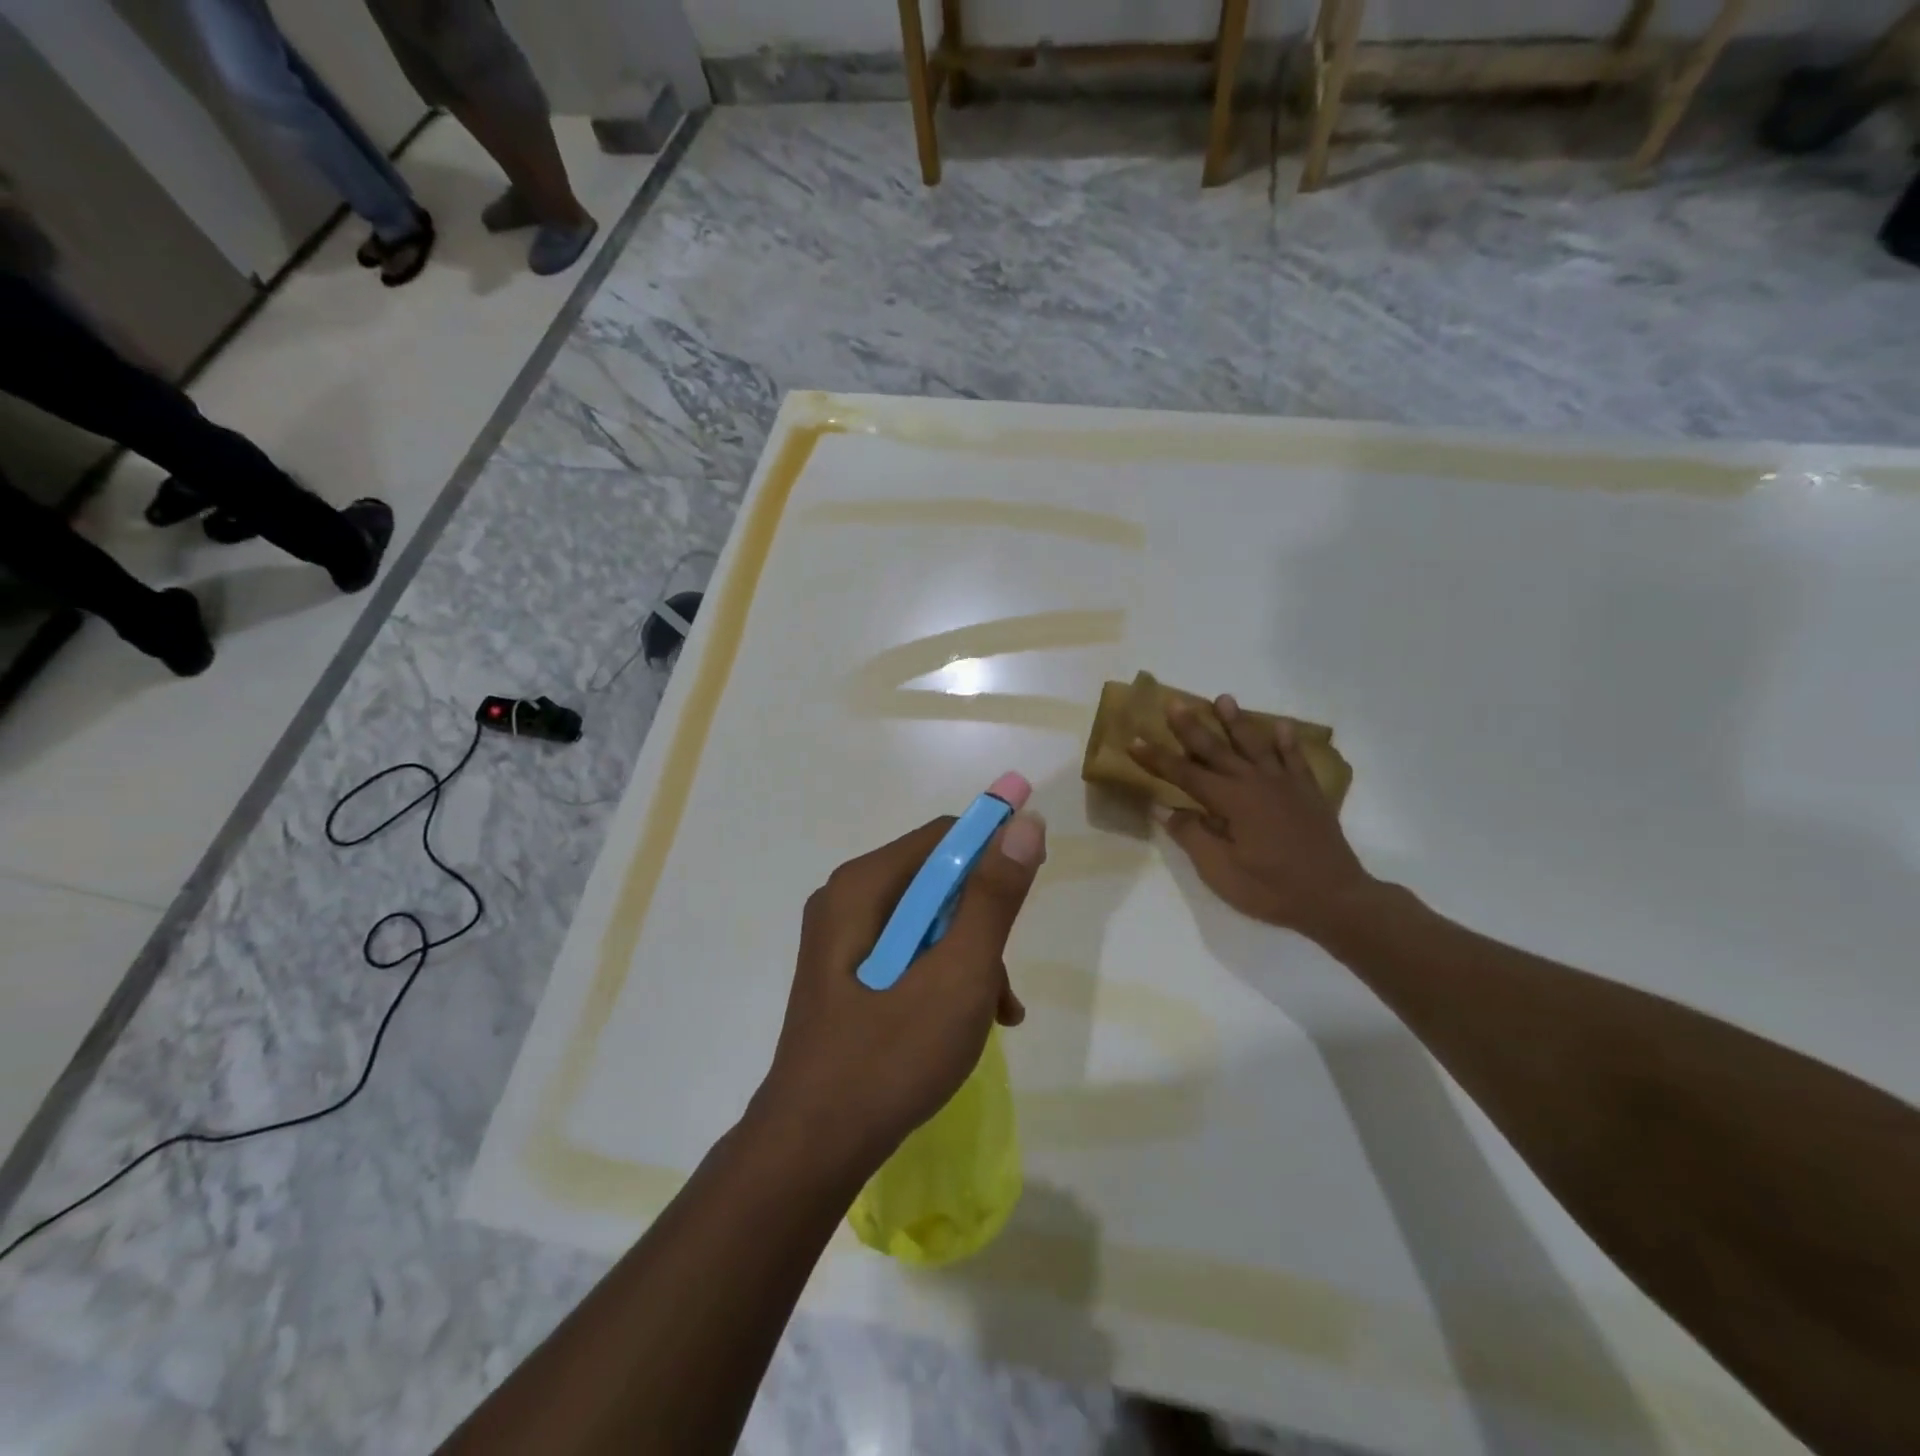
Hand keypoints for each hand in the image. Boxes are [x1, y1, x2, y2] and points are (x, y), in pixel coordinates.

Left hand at [755, 781, 1045, 1179]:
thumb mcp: (958, 974)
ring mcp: (843, 941)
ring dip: (970, 959)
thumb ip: (993, 897)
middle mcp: (847, 900)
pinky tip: (972, 1023)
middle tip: (1001, 982)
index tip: (1026, 899)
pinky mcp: (847, 976)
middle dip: (982, 925)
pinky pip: (909, 955)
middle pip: (937, 883)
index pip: (944, 838)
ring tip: (995, 1013)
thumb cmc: (889, 1056)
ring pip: (929, 924)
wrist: (813, 1149)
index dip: (993, 855)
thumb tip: (1023, 822)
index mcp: (862, 886)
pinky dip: (945, 978)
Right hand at [1129, 696, 1374, 938]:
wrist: (1335, 898)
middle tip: (1174, 703)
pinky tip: (1281, 727)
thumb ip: (1192, 835)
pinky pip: (1295, 759)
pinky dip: (1287, 742)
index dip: (1158, 759)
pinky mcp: (1308, 794)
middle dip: (1192, 727)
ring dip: (1237, 722)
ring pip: (1255, 745)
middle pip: (1217, 750)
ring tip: (1224, 699)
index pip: (1185, 774)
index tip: (1134, 741)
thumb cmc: (1271, 889)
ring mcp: (1285, 785)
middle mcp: (1256, 783)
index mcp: (1231, 801)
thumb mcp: (1220, 871)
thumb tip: (1164, 808)